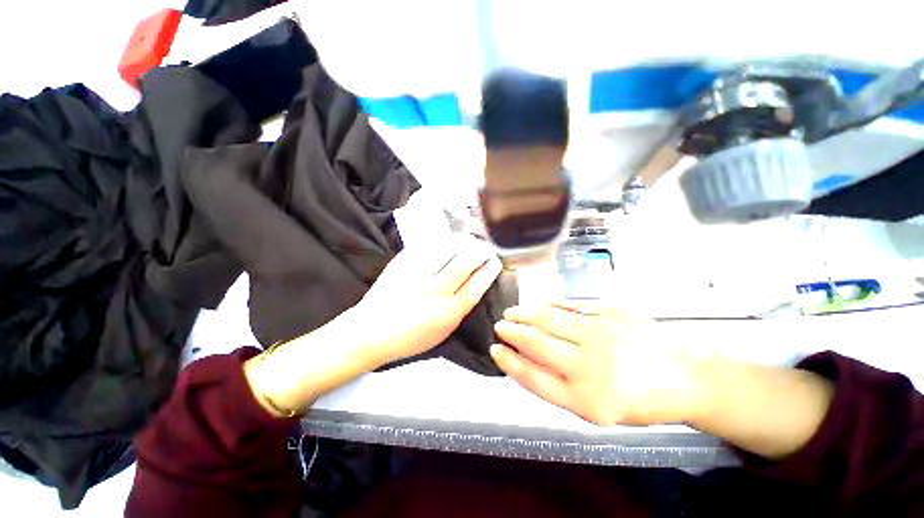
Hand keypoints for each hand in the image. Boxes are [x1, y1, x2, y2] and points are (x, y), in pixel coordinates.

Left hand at [244, 235, 501, 418]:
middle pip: (463, 265)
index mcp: (447, 313)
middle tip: (485, 247)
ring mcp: (418, 275)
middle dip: (478, 253)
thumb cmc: (409, 338)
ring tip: (470, 240)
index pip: (476, 286)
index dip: (488, 272)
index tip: (495, 262)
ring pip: (447, 252)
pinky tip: (449, 239)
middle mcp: (435, 291)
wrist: (369, 332)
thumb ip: (458, 310)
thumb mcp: (442, 332)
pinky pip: (427, 248)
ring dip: (462, 243)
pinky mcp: (402, 265)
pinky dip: (442, 242)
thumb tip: (472, 288)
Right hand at [491, 301, 710, 425]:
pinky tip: (540, 304)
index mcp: (587, 399)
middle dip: (512, 332)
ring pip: (550, 319)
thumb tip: (525, 360)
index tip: (495, 349)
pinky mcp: (611, 312)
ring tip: (512, 312)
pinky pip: (571, 305)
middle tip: (499, 325)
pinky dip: (550, 304)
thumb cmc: (640, 401)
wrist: (686, 378)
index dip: (509, 362)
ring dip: (525, 314)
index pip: (533, 377)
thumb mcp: (596, 409)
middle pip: (537, 343)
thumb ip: (560, 386)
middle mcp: (591, 366)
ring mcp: (601, 334)